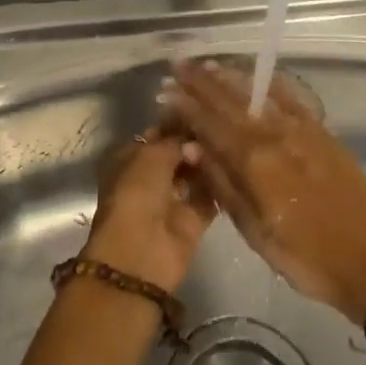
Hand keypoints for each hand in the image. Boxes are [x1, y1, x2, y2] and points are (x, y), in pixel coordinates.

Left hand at [81, 125, 215, 292]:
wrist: (141, 254)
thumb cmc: (136, 195)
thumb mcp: (151, 156)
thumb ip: (175, 142)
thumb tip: (194, 142)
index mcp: (130, 160)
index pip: (155, 136)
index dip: (175, 124)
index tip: (201, 110)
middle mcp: (149, 179)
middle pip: (177, 155)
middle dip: (195, 143)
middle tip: (220, 126)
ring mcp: (171, 201)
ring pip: (194, 175)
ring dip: (208, 163)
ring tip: (230, 142)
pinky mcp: (192, 222)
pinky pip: (209, 198)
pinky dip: (219, 187)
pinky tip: (236, 167)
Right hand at [165, 59, 365, 322]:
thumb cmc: (309, 259)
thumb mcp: (258, 234)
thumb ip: (224, 186)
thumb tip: (193, 149)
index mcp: (255, 163)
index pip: (210, 124)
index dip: (186, 105)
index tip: (166, 91)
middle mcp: (276, 136)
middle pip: (230, 102)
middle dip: (201, 83)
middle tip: (178, 67)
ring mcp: (302, 130)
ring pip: (258, 94)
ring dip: (230, 78)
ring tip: (207, 65)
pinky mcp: (323, 133)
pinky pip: (291, 98)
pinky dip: (270, 83)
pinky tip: (259, 76)